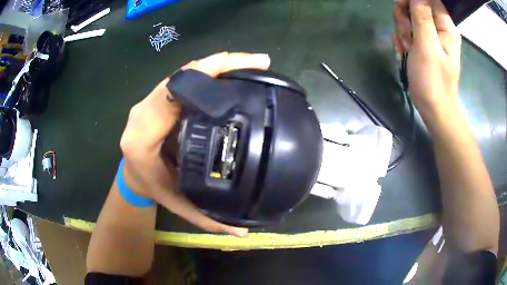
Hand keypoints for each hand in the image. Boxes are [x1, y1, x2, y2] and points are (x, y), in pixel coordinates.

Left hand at [119, 52, 270, 236]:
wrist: (132, 175)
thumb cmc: (151, 186)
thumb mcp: (177, 202)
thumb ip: (207, 217)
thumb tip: (242, 231)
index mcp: (143, 135)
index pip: (173, 95)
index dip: (205, 78)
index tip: (242, 73)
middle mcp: (143, 111)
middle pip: (182, 75)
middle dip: (221, 64)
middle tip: (258, 63)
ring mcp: (149, 100)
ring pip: (183, 72)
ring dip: (216, 65)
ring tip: (250, 64)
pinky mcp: (157, 97)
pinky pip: (183, 78)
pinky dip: (207, 71)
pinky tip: (229, 73)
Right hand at [393, 0, 461, 116]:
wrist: (433, 108)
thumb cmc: (433, 80)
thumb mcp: (427, 46)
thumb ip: (422, 16)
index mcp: (445, 26)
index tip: (402, 8)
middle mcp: (439, 27)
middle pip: (416, 5)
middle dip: (405, 16)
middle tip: (406, 34)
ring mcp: (430, 35)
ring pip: (409, 17)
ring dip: (402, 29)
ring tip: (406, 47)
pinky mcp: (423, 43)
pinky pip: (408, 30)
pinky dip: (402, 38)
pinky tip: (404, 50)